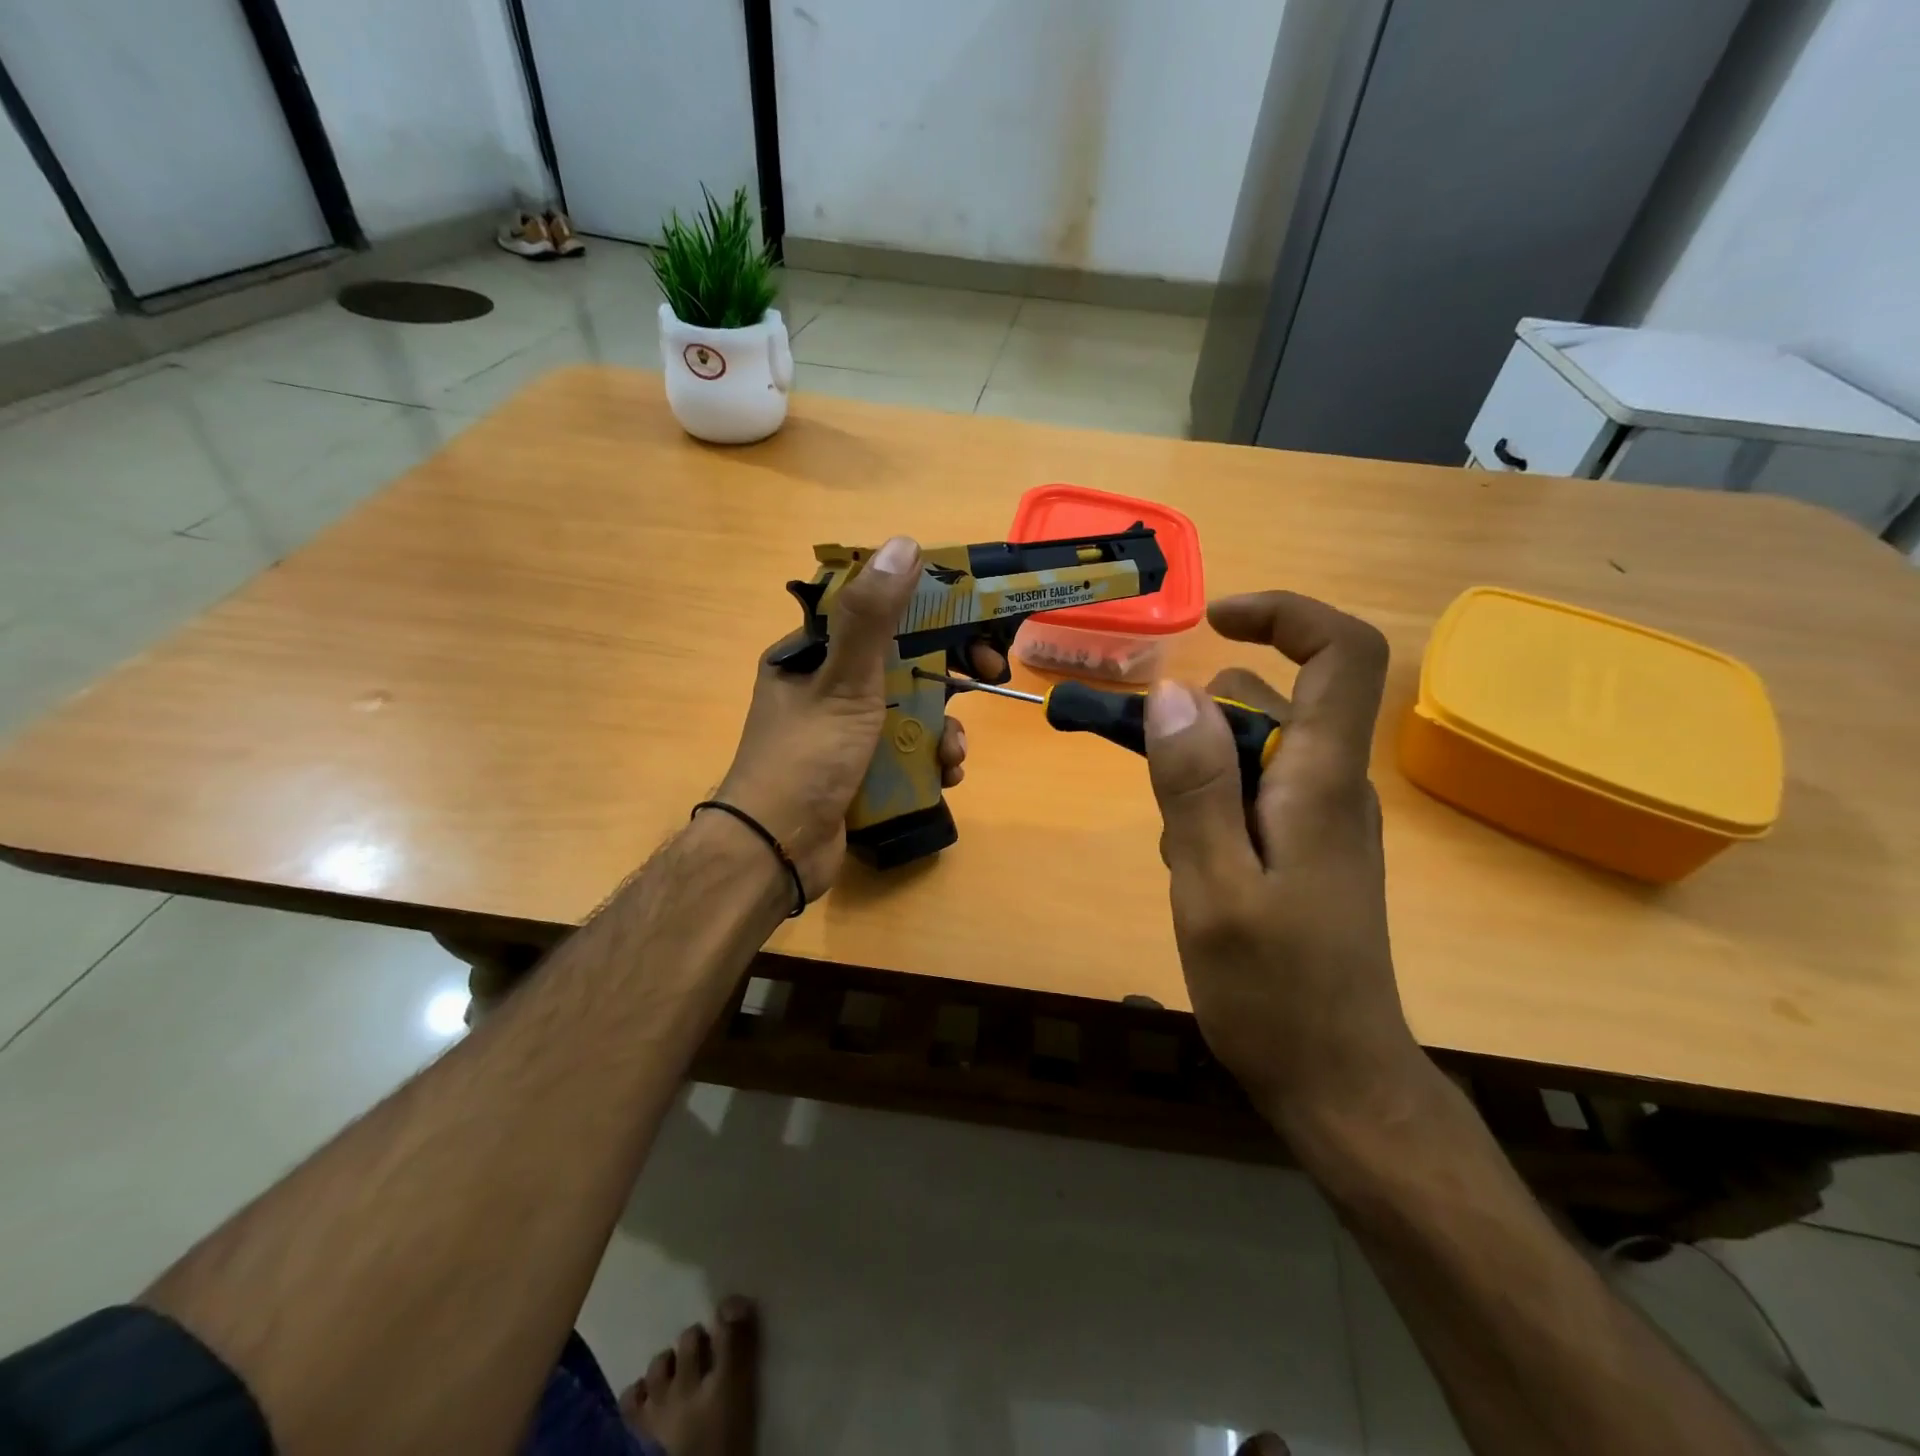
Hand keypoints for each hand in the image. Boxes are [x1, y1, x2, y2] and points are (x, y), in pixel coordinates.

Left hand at [715, 536, 997, 900]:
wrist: (776, 851)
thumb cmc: (807, 758)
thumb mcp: (844, 682)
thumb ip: (873, 617)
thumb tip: (904, 544)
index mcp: (813, 655)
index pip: (876, 613)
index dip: (927, 611)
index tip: (970, 619)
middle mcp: (827, 687)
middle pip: (901, 663)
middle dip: (946, 675)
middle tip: (986, 676)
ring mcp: (844, 732)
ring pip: (910, 711)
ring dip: (943, 727)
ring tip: (954, 752)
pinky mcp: (860, 770)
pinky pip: (906, 751)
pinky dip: (931, 760)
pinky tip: (946, 776)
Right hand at [1143, 592, 1421, 1131]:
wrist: (1338, 1082)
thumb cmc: (1274, 992)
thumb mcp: (1212, 887)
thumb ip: (1194, 787)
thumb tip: (1176, 693)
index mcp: (1320, 782)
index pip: (1341, 655)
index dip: (1285, 616)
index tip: (1215, 620)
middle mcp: (1332, 786)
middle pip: (1271, 702)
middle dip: (1202, 724)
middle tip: (1156, 788)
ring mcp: (1323, 820)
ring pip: (1252, 751)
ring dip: (1200, 776)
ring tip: (1181, 853)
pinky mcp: (1308, 850)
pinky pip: (1252, 794)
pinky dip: (1213, 809)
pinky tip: (1197, 872)